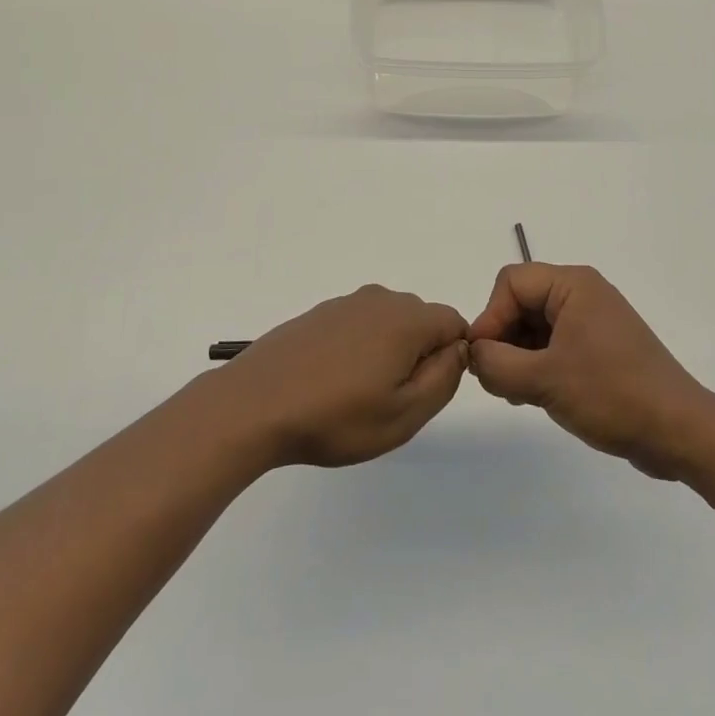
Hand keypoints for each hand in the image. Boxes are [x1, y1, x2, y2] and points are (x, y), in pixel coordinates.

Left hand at [211, 285, 468, 468]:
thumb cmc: (336, 416)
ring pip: (387, 324)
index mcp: (406, 318)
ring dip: (386, 354)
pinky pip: (357, 326)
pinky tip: (332, 382)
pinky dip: (357, 350)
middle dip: (418, 356)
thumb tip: (458, 349)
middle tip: (390, 401)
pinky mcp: (319, 314)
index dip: (449, 359)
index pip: (454, 323)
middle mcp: (379, 299)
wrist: (256, 404)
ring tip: (357, 396)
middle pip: (421, 321)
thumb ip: (444, 378)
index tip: (424, 392)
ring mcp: (345, 303)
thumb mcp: (404, 413)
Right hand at [467, 263, 709, 478]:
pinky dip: (538, 364)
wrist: (681, 433)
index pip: (510, 283)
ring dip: (518, 355)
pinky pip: (555, 343)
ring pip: (535, 325)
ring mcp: (593, 321)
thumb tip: (474, 354)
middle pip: (521, 302)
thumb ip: (496, 364)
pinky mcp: (600, 348)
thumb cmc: (612, 395)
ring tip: (517, 393)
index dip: (490, 317)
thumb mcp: (544, 380)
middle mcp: (583, 294)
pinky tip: (535, 395)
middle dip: (503, 338)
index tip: (483, 360)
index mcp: (573, 285)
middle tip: (498, 381)